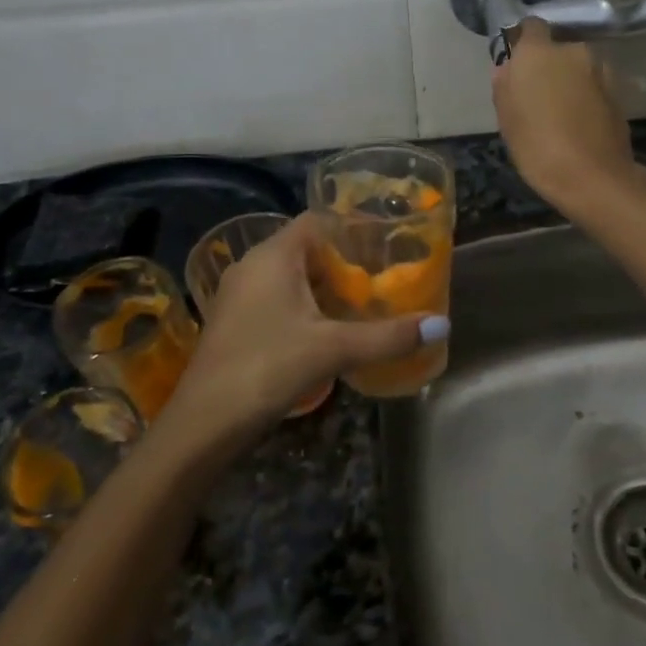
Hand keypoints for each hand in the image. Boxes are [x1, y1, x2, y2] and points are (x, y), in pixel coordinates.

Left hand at [154, 214, 446, 451]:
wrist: (203, 424)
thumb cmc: (267, 368)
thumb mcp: (334, 349)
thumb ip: (388, 336)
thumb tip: (442, 325)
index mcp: (273, 256)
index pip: (316, 221)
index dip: (350, 228)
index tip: (385, 244)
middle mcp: (251, 266)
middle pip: (305, 249)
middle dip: (343, 262)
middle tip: (382, 278)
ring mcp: (238, 295)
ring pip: (289, 277)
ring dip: (323, 287)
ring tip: (361, 303)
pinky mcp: (234, 322)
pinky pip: (275, 299)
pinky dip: (303, 306)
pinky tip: (326, 331)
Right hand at [490, 19, 645, 218]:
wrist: (594, 177)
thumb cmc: (538, 146)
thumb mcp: (506, 119)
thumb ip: (504, 86)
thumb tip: (507, 68)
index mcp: (539, 52)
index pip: (530, 26)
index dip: (523, 42)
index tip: (516, 64)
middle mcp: (573, 50)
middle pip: (556, 49)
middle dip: (548, 65)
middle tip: (536, 95)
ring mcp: (600, 70)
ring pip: (577, 68)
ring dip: (569, 81)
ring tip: (559, 114)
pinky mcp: (618, 92)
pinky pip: (593, 86)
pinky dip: (586, 97)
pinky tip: (578, 124)